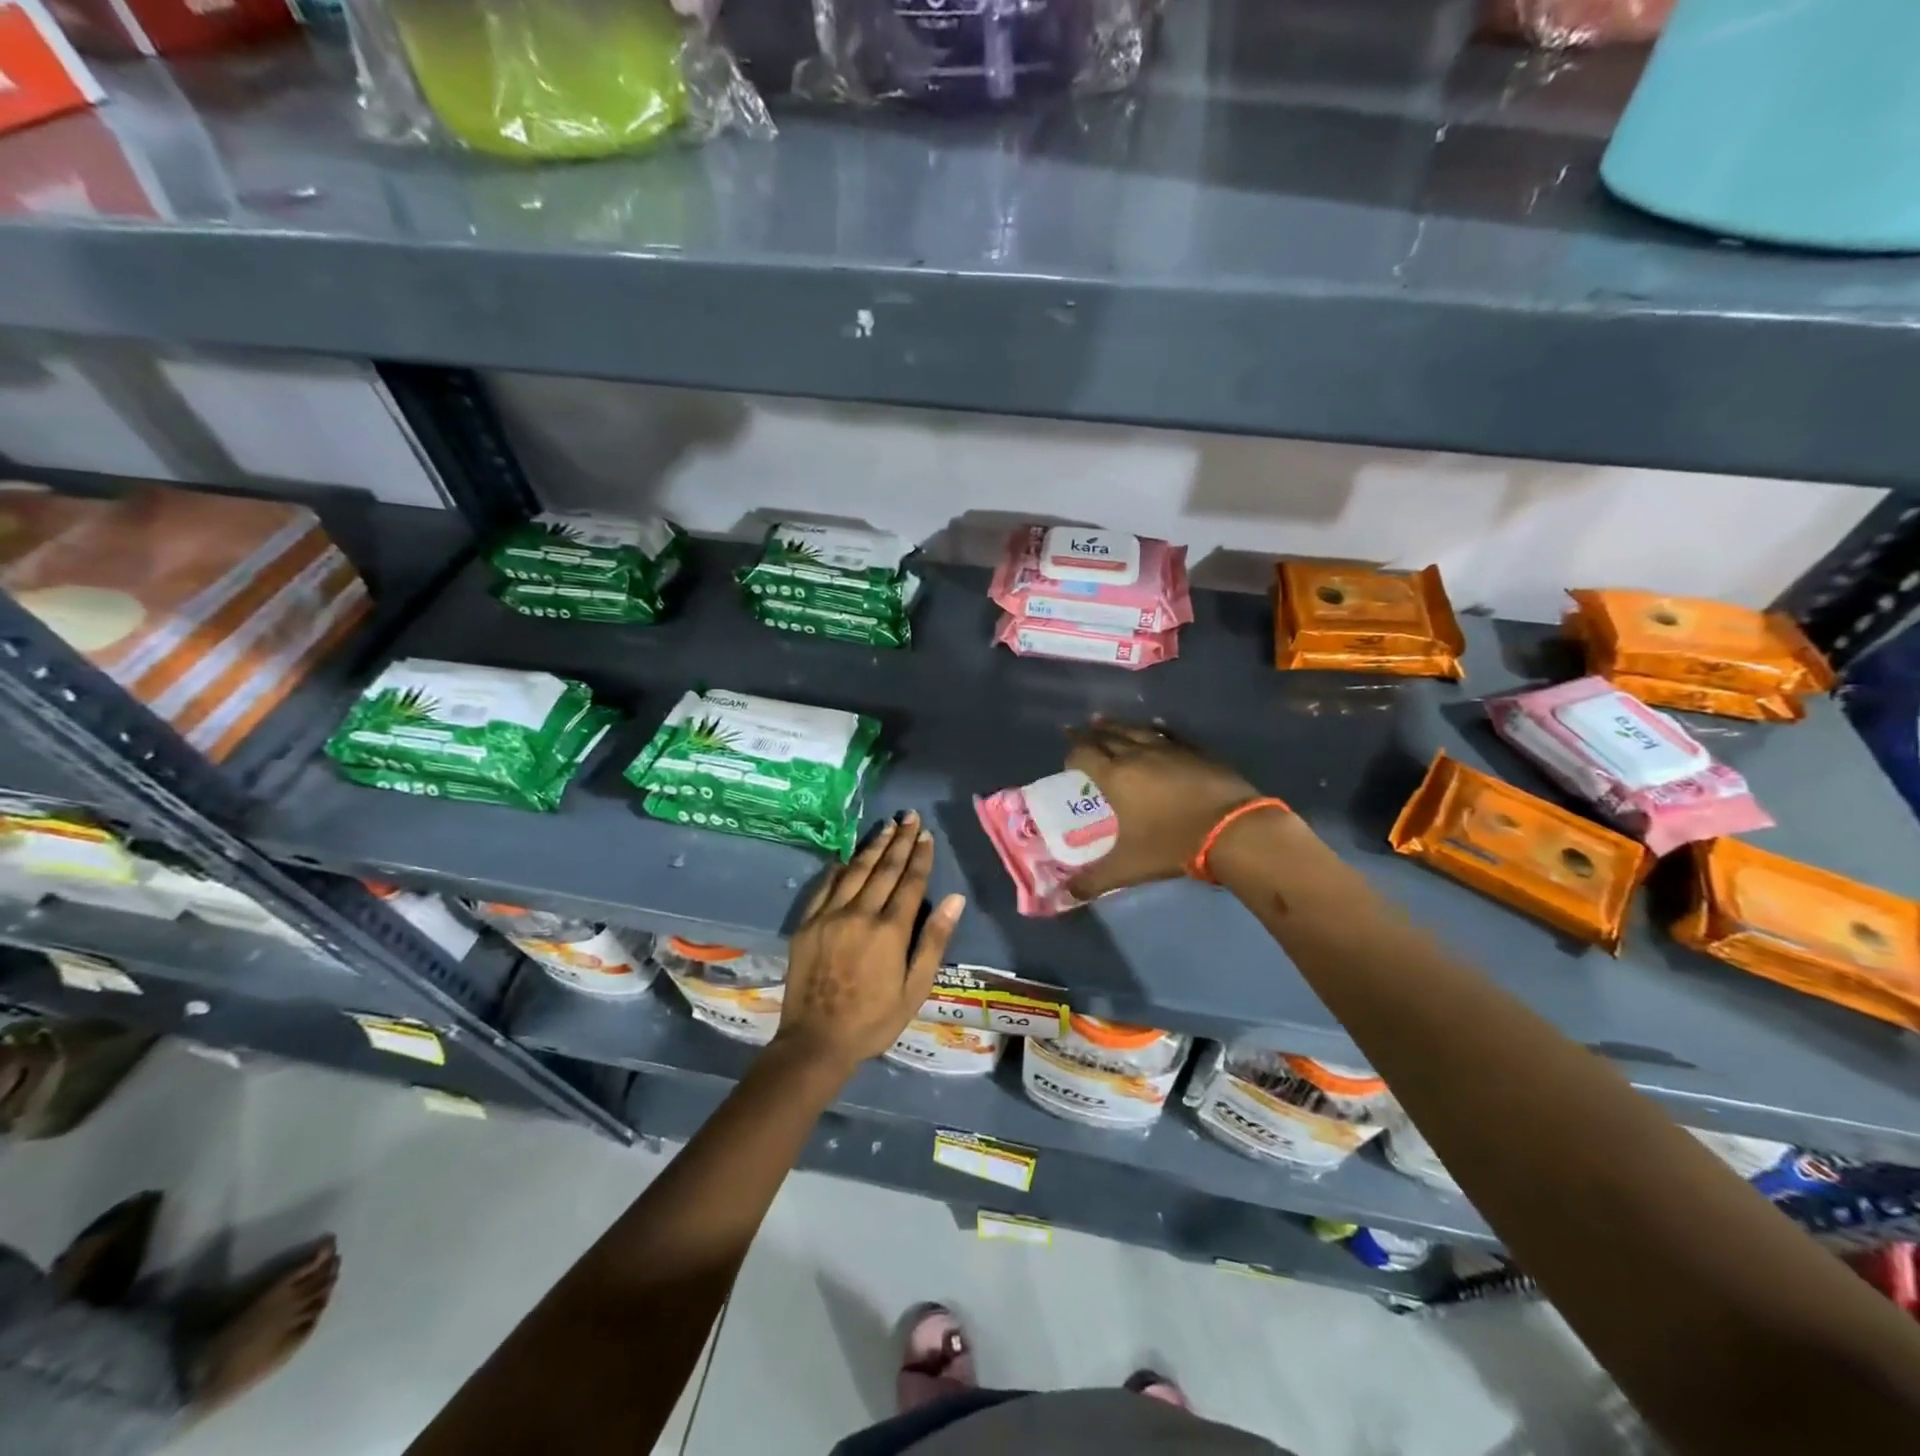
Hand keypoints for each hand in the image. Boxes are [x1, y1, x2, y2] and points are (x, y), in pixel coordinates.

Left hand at [774, 811, 965, 1076]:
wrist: (816, 1041)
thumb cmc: (874, 1020)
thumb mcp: (914, 989)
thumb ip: (933, 941)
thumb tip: (955, 899)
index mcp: (890, 930)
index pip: (910, 882)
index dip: (920, 856)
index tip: (926, 834)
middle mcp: (860, 913)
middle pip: (884, 869)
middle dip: (899, 841)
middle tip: (909, 817)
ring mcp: (830, 916)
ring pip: (855, 871)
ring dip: (873, 846)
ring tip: (886, 826)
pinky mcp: (808, 923)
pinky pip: (826, 886)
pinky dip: (839, 868)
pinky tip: (847, 856)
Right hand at [1064, 720, 1263, 898]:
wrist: (1233, 829)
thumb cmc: (1172, 844)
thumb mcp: (1128, 867)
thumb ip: (1094, 880)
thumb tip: (1067, 894)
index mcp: (1115, 776)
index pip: (1083, 754)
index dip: (1072, 755)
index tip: (1068, 763)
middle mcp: (1137, 754)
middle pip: (1106, 736)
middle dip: (1089, 734)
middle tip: (1077, 730)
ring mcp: (1168, 749)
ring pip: (1135, 729)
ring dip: (1116, 725)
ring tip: (1103, 720)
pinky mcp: (1195, 751)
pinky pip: (1167, 733)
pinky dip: (1154, 728)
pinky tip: (1155, 726)